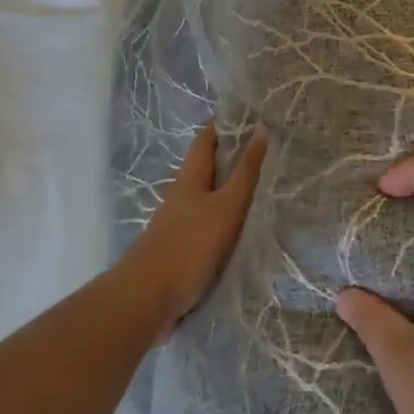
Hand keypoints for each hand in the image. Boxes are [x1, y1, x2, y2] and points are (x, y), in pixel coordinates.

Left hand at [124, 124, 266, 332]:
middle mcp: (181, 195)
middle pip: (207, 167)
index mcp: (189, 178)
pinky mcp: (181, 248)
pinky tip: (241, 225)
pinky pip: (207, 221)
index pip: (206, 140)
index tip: (250, 114)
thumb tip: (260, 129)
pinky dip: (225, 215)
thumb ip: (245, 172)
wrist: (148, 299)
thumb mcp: (226, 206)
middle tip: (266, 148)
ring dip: (229, 187)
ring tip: (262, 185)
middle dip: (231, 155)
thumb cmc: (190, 245)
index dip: (224, 124)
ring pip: (207, 195)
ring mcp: (178, 223)